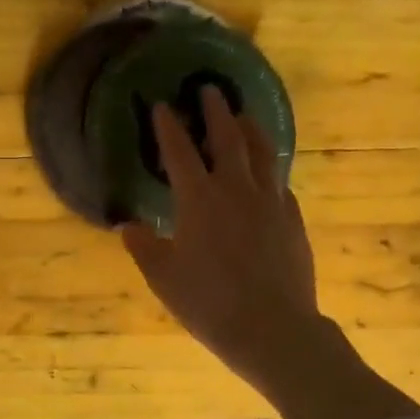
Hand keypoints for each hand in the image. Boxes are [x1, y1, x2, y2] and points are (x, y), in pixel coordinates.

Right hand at [119, 88, 321, 392]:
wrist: (271, 328)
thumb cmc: (208, 303)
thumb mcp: (164, 278)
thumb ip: (144, 247)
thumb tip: (126, 226)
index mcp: (198, 200)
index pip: (179, 153)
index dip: (168, 127)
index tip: (162, 105)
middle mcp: (236, 190)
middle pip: (227, 139)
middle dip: (215, 111)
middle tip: (210, 90)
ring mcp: (270, 203)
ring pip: (263, 153)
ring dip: (251, 129)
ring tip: (245, 116)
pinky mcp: (292, 220)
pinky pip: (280, 183)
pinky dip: (271, 169)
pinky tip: (269, 174)